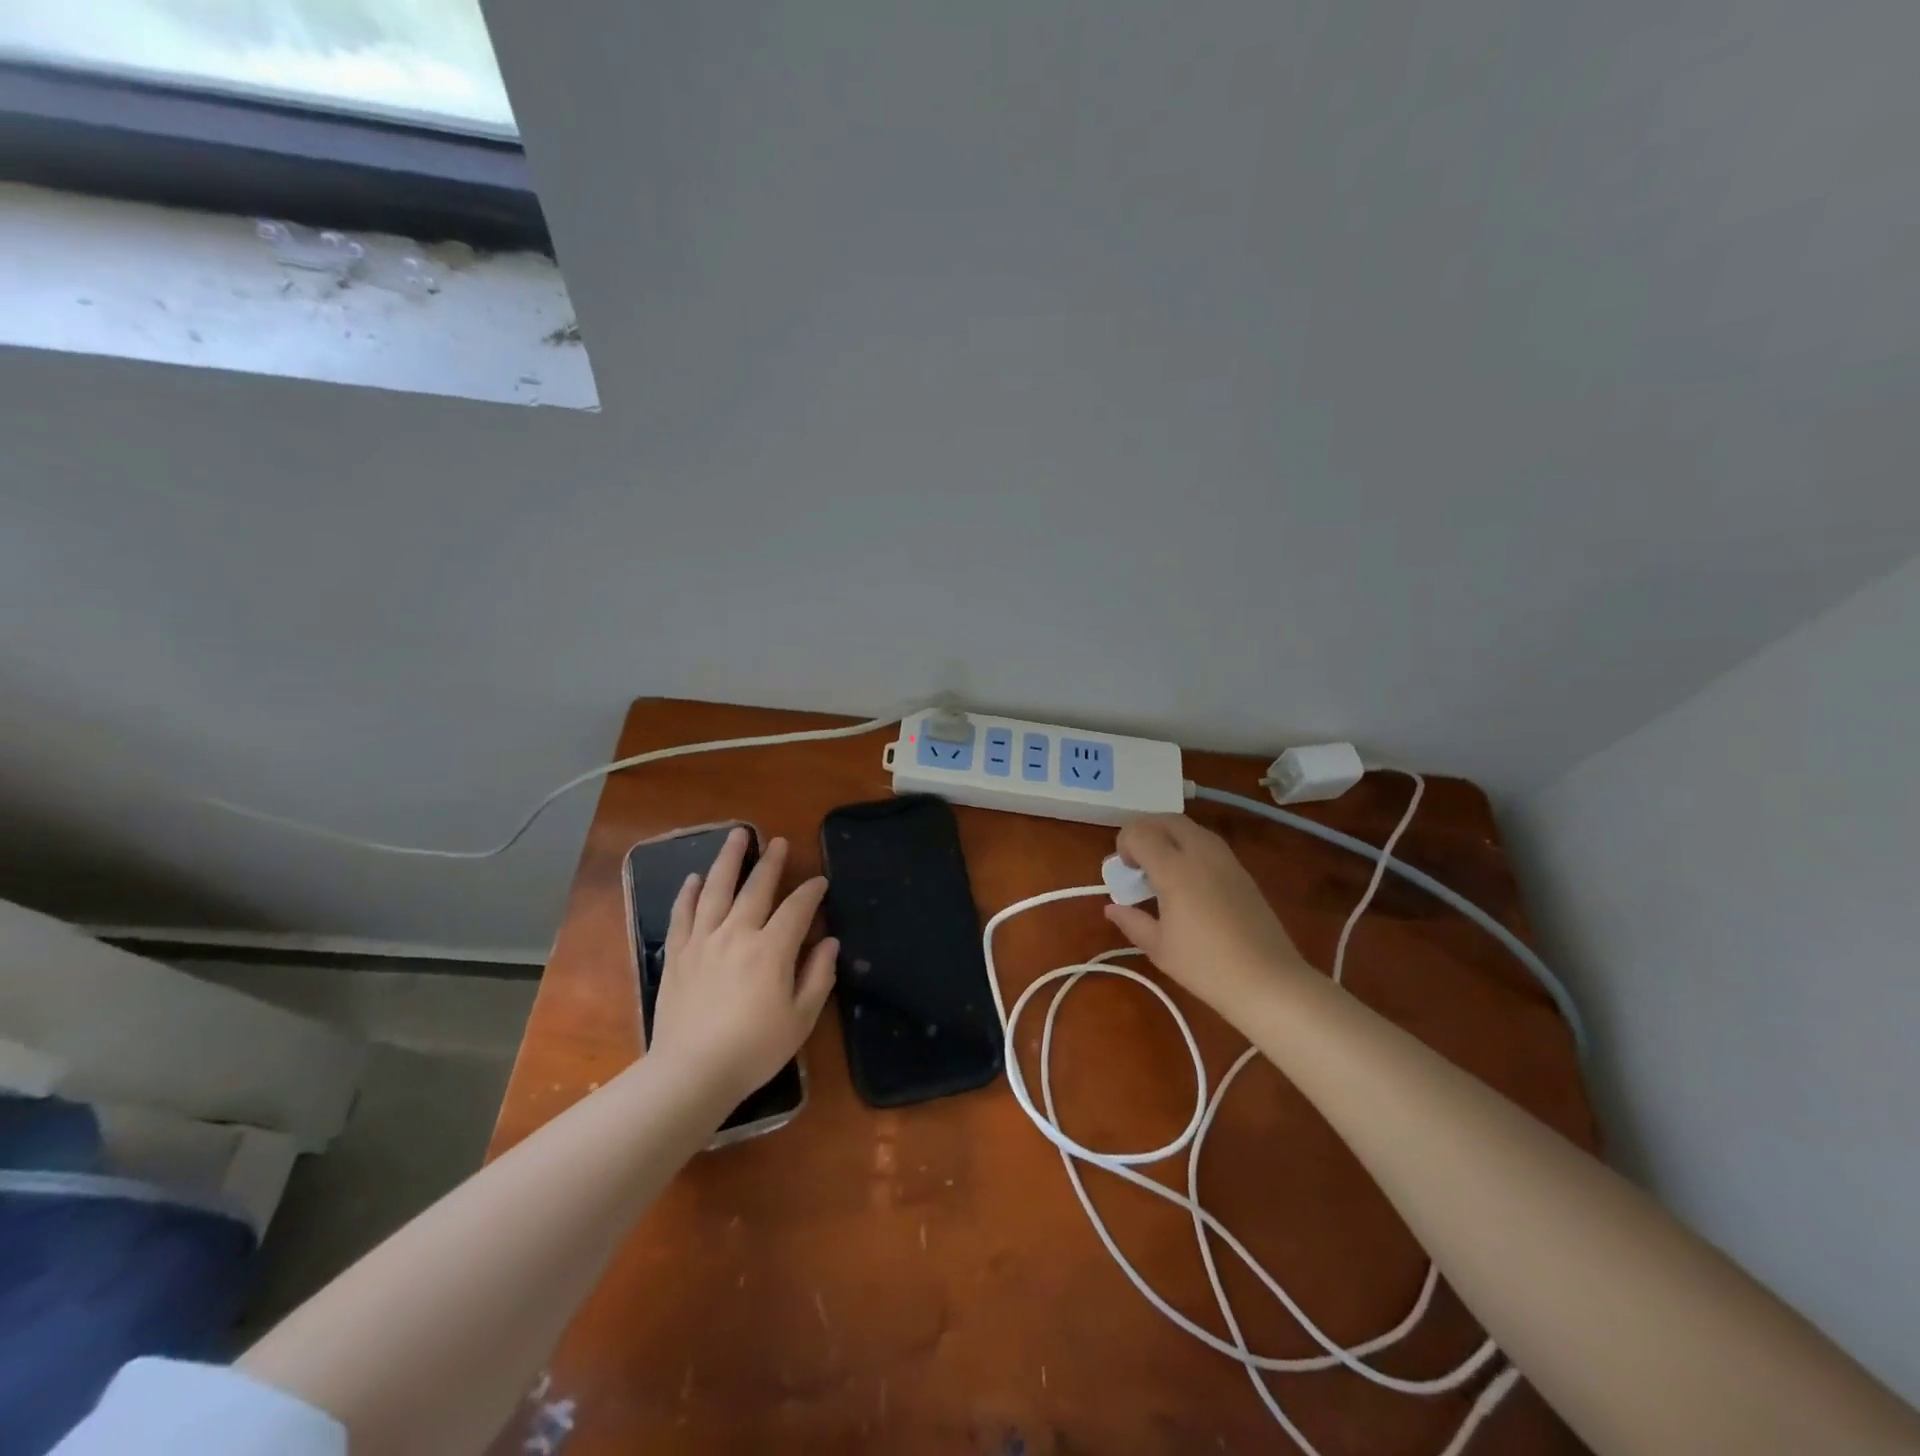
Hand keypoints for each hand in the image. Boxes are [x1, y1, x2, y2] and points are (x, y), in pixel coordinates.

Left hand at [651, 829, 836, 1105]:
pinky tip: (694, 878)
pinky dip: (689, 893)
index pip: (797, 908)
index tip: (820, 881)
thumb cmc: (754, 1049)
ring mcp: (703, 941)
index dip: (812, 892)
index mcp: (772, 949)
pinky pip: (683, 914)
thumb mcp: (801, 1018)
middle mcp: (737, 933)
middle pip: (756, 888)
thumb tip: (829, 942)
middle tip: (779, 842)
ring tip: (737, 835)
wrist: (691, 1073)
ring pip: (716, 889)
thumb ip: (818, 976)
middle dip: (771, 862)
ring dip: (729, 860)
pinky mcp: (677, 954)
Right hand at [1104, 814, 1312, 1024]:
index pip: (1140, 833)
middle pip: (1167, 820)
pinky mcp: (1243, 872)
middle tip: (1137, 860)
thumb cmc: (1206, 966)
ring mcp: (1226, 860)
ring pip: (1191, 828)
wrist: (1268, 981)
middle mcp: (1201, 853)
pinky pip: (1209, 844)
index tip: (1124, 870)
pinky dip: (1190, 848)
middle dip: (1146, 831)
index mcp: (1174, 869)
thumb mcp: (1159, 948)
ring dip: (1169, 836)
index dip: (1124, 844)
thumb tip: (1111, 908)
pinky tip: (1189, 881)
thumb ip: (1132, 921)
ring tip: (1162, 868)